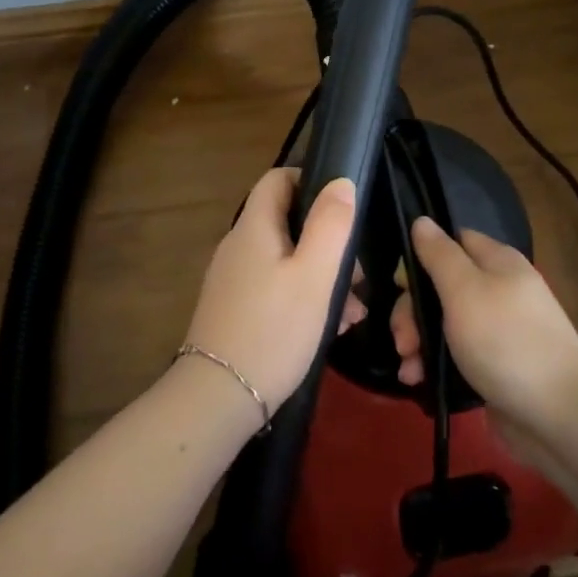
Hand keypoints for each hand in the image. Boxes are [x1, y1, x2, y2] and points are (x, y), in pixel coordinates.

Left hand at [182, 168, 359, 410]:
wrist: (219, 397)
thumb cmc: (274, 330)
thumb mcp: (315, 275)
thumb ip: (331, 225)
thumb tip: (340, 182)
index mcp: (253, 228)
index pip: (278, 179)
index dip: (311, 180)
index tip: (344, 207)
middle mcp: (237, 247)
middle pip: (287, 223)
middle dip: (328, 243)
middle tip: (358, 279)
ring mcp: (233, 280)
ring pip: (286, 261)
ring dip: (322, 277)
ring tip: (353, 313)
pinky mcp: (234, 309)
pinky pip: (275, 288)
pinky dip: (303, 298)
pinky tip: (329, 328)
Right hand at [392, 218, 577, 446]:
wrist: (559, 415)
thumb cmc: (507, 342)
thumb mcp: (465, 291)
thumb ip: (440, 255)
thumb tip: (422, 220)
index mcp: (498, 262)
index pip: (452, 241)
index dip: (422, 257)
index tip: (401, 285)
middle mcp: (498, 290)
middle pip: (441, 286)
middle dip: (412, 311)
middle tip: (403, 340)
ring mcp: (497, 330)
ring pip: (443, 323)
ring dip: (418, 341)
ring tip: (408, 368)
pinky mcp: (493, 365)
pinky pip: (454, 354)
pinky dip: (433, 364)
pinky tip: (418, 381)